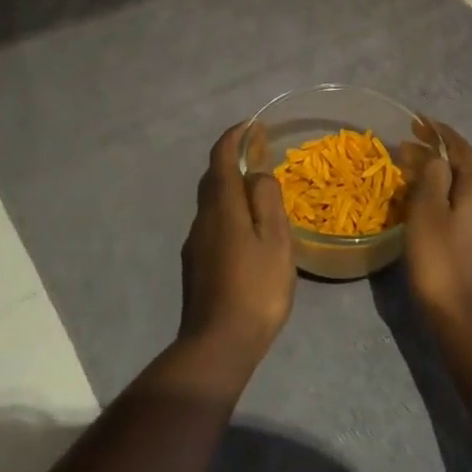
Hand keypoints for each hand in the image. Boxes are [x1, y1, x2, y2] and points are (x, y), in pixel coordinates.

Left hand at [179, 123, 296, 372]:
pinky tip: (246, 232)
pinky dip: (228, 212)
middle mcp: (203, 218)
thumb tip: (258, 172)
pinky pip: (212, 225)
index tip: (252, 125)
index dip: (234, 137)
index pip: (221, 157)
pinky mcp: (196, 266)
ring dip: (230, 188)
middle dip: (232, 159)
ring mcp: (196, 244)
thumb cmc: (255, 289)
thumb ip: (267, 200)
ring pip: (212, 203)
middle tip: (259, 155)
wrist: (217, 346)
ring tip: (258, 193)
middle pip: (213, 178)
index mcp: (222, 206)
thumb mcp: (275, 241)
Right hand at [403, 120, 471, 335]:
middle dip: (436, 154)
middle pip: (465, 165)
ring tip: (413, 175)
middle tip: (406, 149)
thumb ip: (431, 176)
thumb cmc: (442, 262)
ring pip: (466, 187)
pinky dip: (448, 196)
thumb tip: (435, 156)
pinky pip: (468, 207)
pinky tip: (431, 206)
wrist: (470, 322)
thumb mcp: (427, 212)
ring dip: (441, 176)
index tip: (415, 122)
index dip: (437, 132)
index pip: (459, 145)